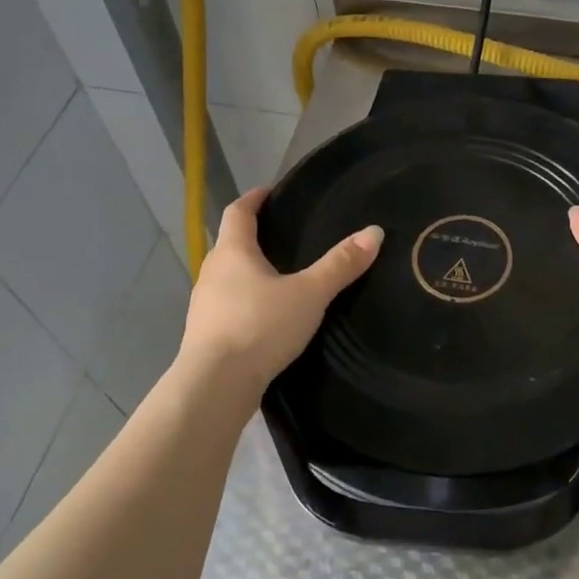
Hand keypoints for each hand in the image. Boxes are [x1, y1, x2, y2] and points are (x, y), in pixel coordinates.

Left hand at [179, 188, 381, 404]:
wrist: (215, 386)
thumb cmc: (259, 327)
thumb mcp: (309, 294)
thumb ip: (341, 264)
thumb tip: (374, 231)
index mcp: (233, 252)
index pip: (238, 212)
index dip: (254, 199)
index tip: (271, 192)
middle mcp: (212, 272)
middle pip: (231, 244)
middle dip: (255, 237)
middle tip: (286, 236)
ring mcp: (204, 305)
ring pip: (228, 277)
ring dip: (249, 272)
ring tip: (282, 277)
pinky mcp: (205, 335)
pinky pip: (228, 306)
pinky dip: (246, 302)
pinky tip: (267, 316)